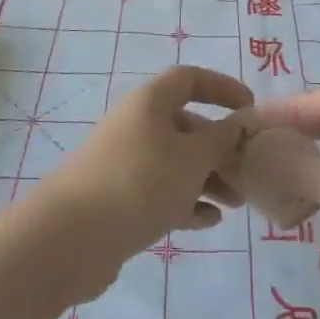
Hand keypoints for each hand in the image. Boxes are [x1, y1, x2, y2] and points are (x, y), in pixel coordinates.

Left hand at [28, 67, 252, 298]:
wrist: (69, 239)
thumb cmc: (139, 183)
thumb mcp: (193, 158)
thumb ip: (223, 139)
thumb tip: (241, 123)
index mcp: (150, 103)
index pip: (190, 79)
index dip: (222, 88)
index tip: (250, 109)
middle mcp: (135, 126)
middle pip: (186, 126)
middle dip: (220, 148)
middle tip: (249, 172)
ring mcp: (123, 163)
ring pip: (175, 163)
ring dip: (208, 178)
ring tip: (235, 203)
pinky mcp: (117, 199)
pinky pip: (159, 192)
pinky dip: (185, 202)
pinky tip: (208, 222)